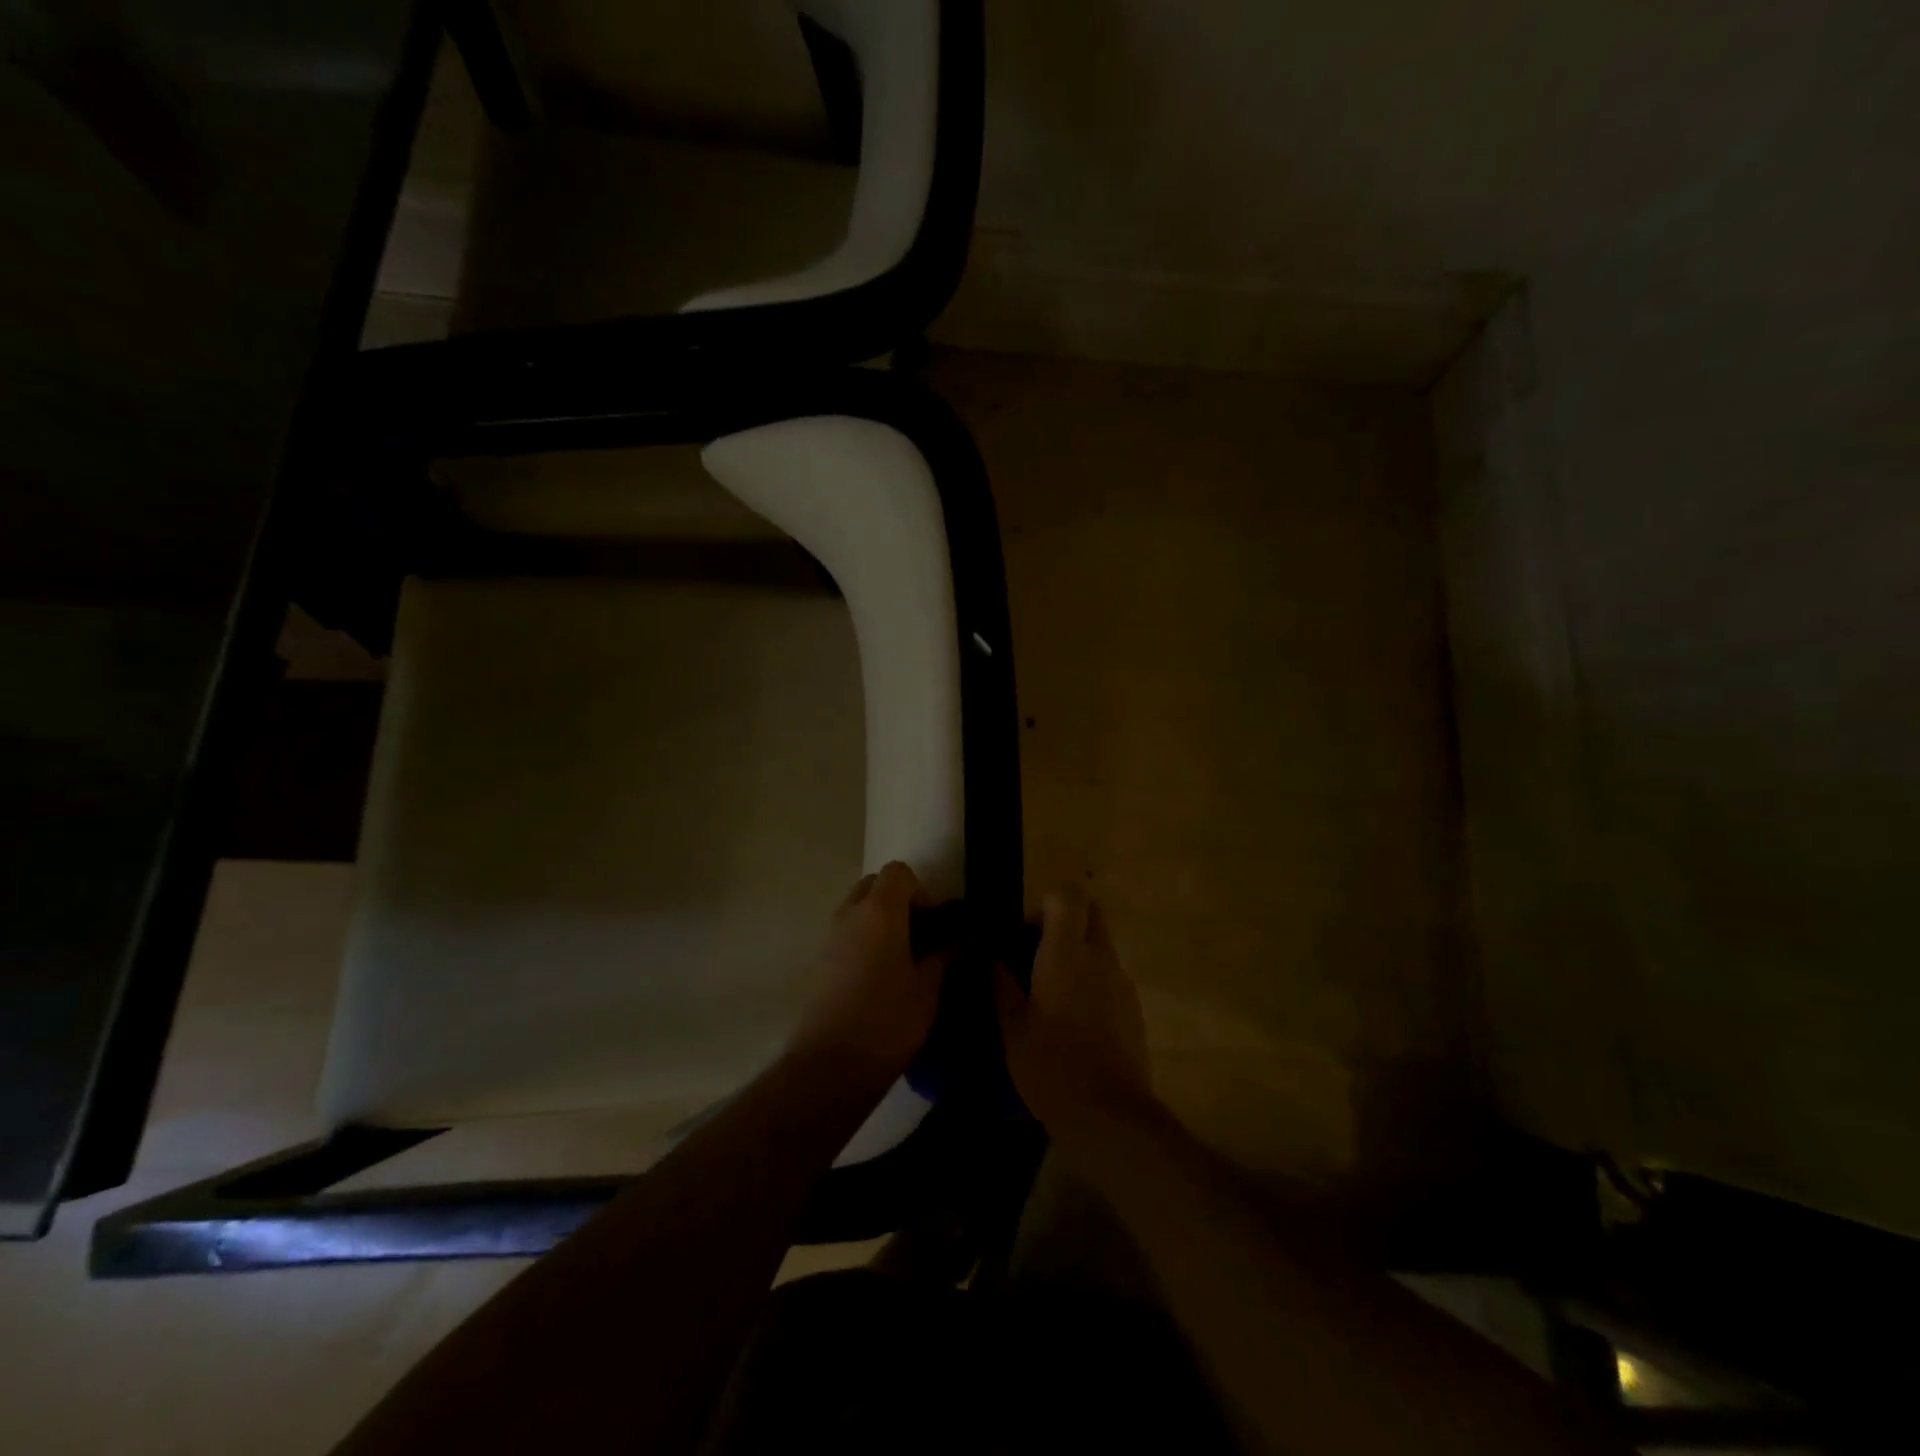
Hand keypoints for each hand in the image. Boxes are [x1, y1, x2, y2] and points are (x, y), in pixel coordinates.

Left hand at [787, 862, 948, 1086]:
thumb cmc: (887, 1021)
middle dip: (897, 901)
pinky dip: (862, 942)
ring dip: (879, 922)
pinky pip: (845, 935)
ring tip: (900, 961)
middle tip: (918, 937)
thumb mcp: (928, 991)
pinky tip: (878, 979)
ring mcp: (829, 937)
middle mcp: (850, 914)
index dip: (920, 891)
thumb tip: (952, 944)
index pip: (899, 872)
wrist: (829, 1066)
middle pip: (874, 885)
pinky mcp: (818, 962)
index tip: (933, 925)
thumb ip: (942, 958)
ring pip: (856, 910)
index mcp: (880, 912)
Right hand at [994, 886, 1152, 1137]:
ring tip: (1053, 997)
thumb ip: (1001, 986)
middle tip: (1040, 955)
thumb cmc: (1050, 1066)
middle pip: (1092, 913)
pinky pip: (1112, 979)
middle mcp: (1100, 958)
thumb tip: (993, 960)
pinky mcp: (1135, 1009)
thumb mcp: (1011, 1028)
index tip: (1028, 933)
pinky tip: (1076, 1023)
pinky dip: (1094, 984)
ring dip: (1080, 956)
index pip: (1068, 896)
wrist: (1108, 1114)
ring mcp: (1122, 983)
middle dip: (1068, 922)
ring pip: (1102, 948)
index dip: (1047, 904)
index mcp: (1066, 953)